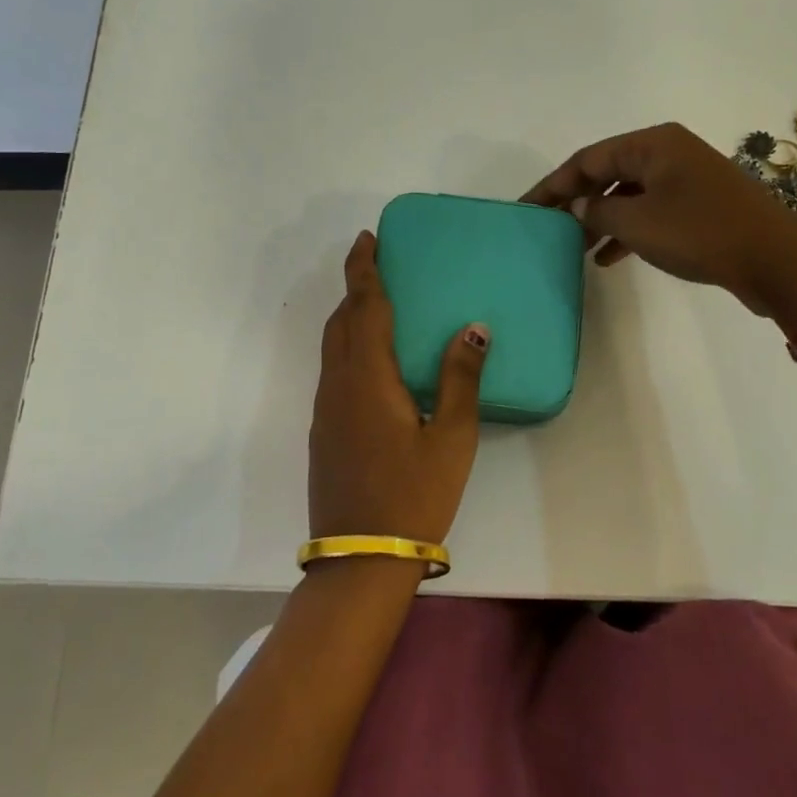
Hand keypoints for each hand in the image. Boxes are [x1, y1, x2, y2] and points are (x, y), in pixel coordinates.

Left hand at [308, 231, 488, 544]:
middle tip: (376, 265)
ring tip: (376, 305)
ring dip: (349, 317)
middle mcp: (338, 385)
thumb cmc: (414, 494)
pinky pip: (333, 370)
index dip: (364, 269)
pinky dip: (347, 346)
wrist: (360, 557)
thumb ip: (460, 379)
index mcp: (368, 378)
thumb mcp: (451, 438)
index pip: (364, 307)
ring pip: (332, 346)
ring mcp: (325, 409)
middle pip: (341, 321)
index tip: (367, 239)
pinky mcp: (322, 431)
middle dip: (355, 287)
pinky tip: (371, 361)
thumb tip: (473, 329)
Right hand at [522, 122, 796, 316]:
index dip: (552, 185)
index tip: (525, 209)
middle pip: (606, 173)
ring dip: (599, 220)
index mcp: (652, 144)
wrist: (777, 260)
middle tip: (545, 229)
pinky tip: (608, 258)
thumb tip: (574, 208)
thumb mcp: (637, 224)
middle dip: (574, 202)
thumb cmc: (701, 233)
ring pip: (627, 195)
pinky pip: (649, 210)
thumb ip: (596, 213)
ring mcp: (686, 178)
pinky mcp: (698, 204)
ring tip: (573, 249)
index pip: (586, 159)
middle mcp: (668, 152)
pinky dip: (627, 230)